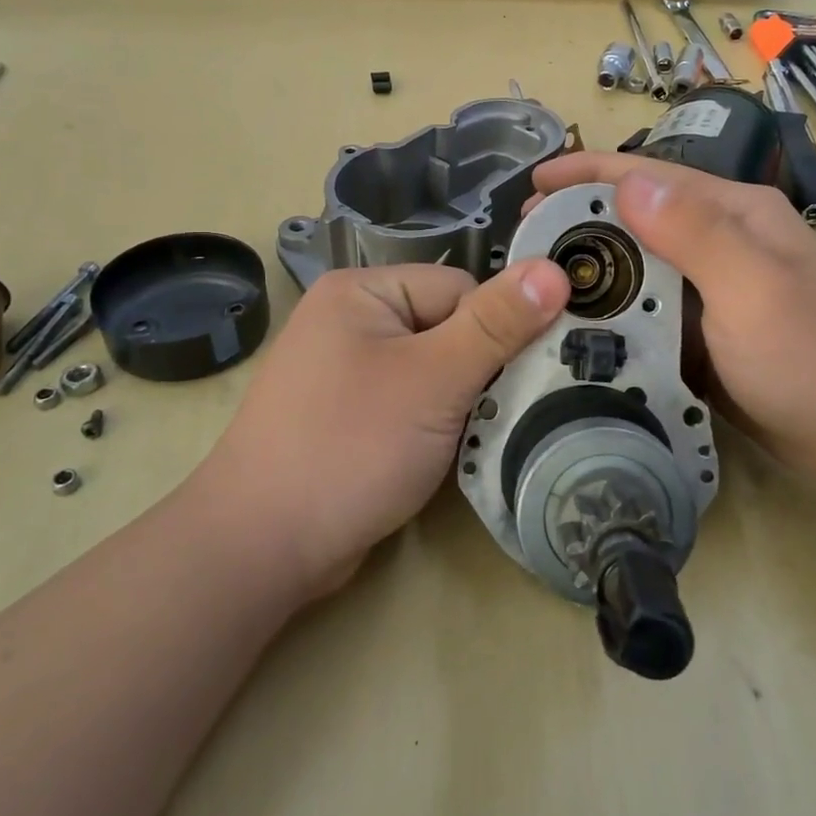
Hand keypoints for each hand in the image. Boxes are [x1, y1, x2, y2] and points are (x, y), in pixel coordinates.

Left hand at [198, 259, 569, 592]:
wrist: (262, 546)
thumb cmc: (350, 447)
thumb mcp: (435, 379)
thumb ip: (496, 325)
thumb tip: (553, 270)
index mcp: (362, 292)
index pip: (460, 290)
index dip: (495, 331)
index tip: (519, 379)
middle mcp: (352, 321)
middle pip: (449, 329)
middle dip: (480, 372)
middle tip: (503, 414)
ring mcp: (348, 372)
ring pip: (435, 371)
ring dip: (464, 403)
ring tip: (476, 437)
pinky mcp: (351, 416)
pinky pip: (412, 403)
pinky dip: (438, 425)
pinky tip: (449, 453)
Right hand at [530, 153, 815, 474]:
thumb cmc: (812, 358)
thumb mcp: (753, 288)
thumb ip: (694, 233)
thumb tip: (627, 183)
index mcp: (735, 213)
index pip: (649, 176)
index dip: (586, 173)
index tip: (532, 186)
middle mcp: (720, 240)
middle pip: (637, 217)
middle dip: (579, 222)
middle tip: (523, 244)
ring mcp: (712, 287)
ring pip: (637, 264)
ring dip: (591, 268)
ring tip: (537, 284)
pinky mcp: (703, 330)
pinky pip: (646, 308)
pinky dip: (611, 310)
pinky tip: (577, 324)